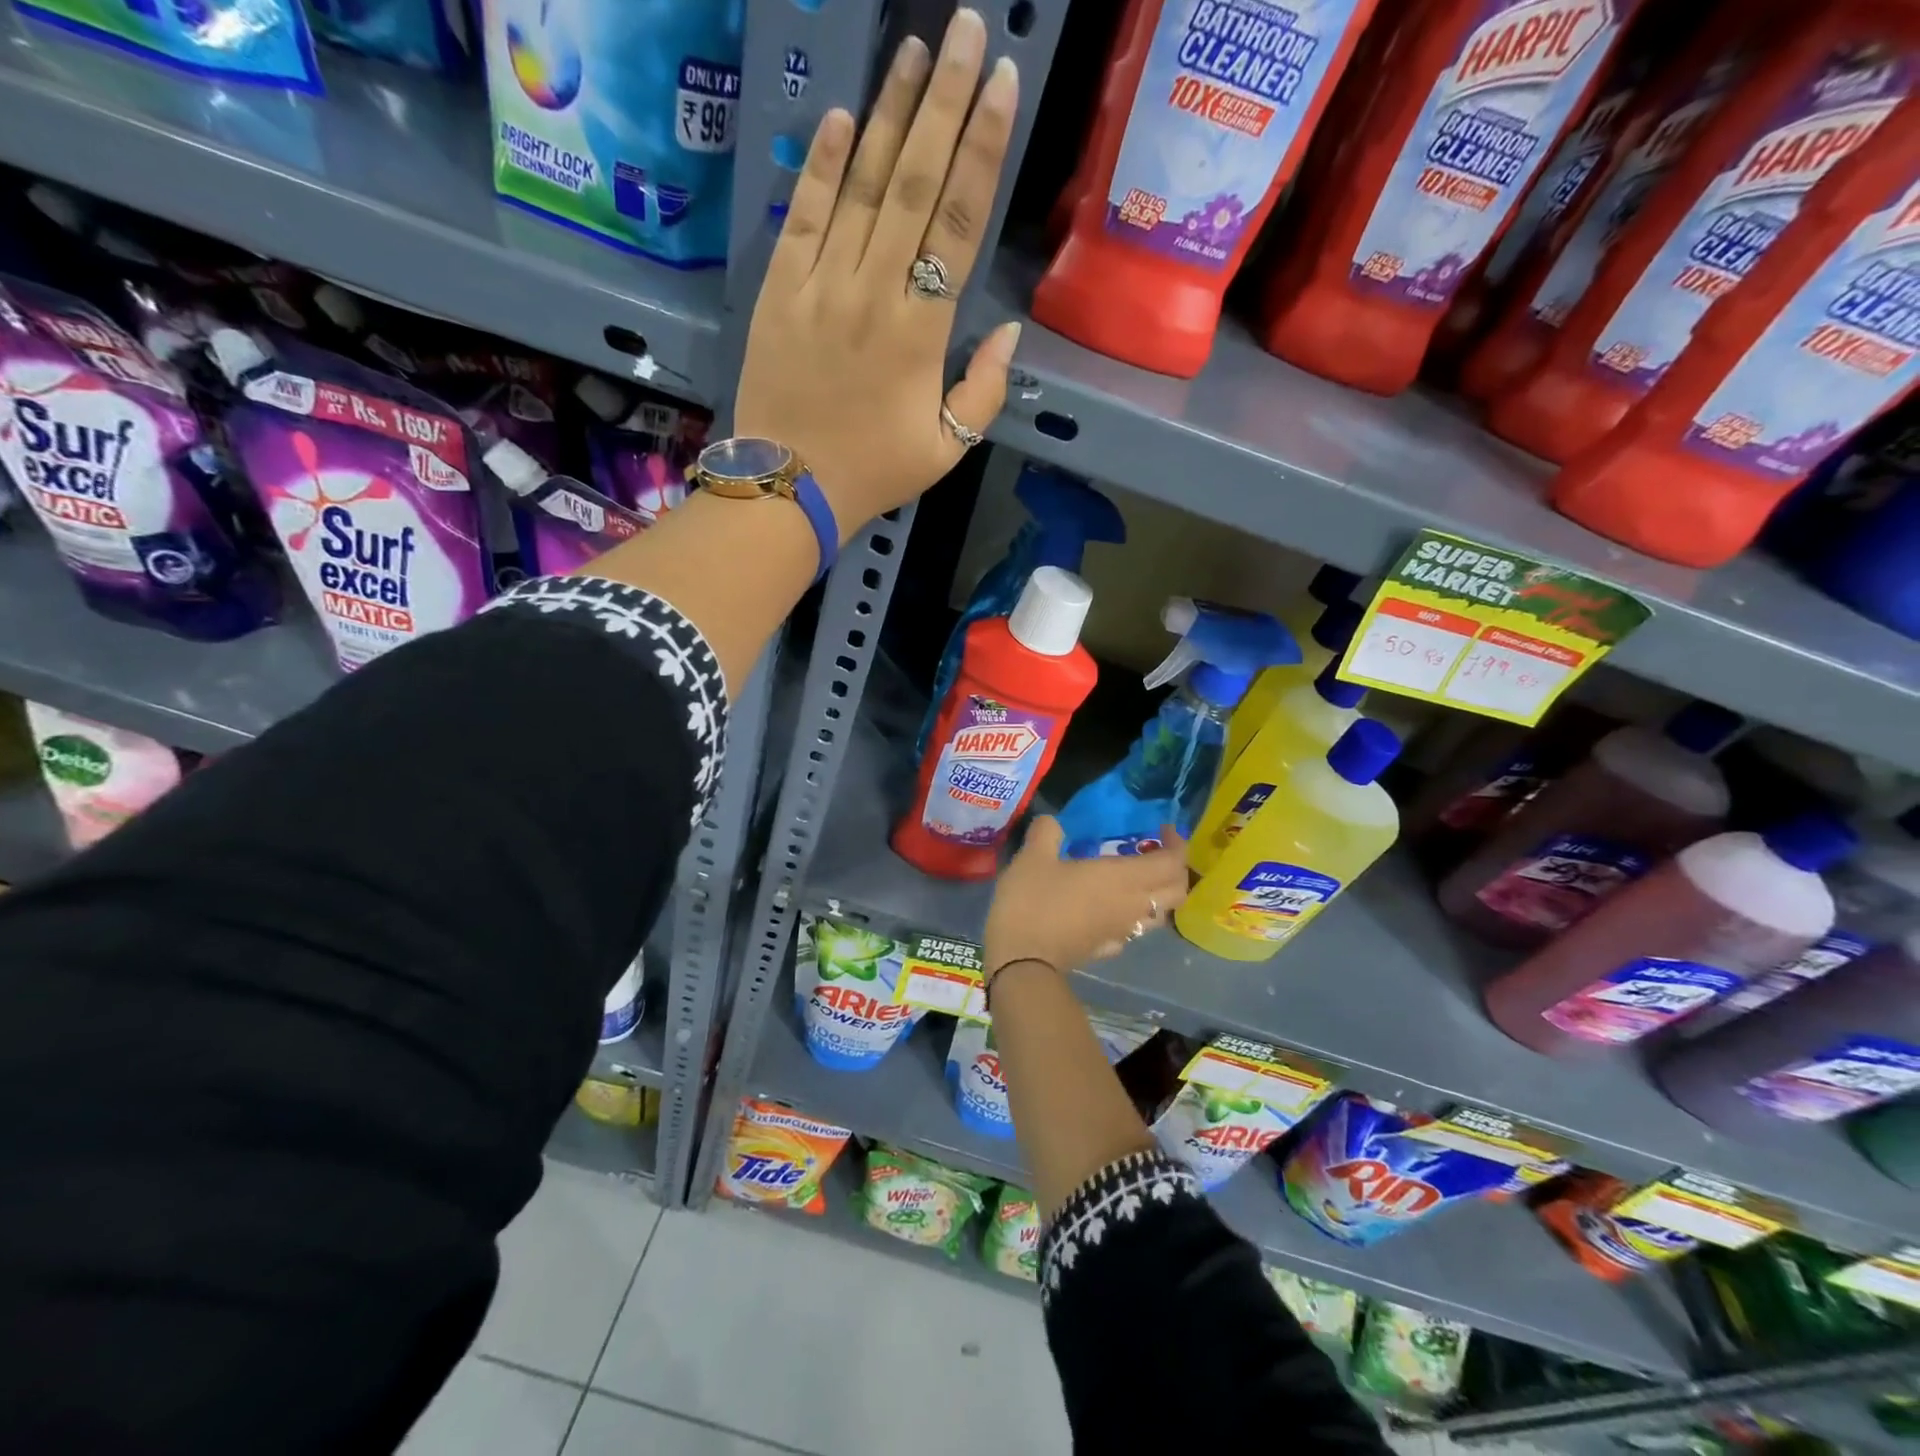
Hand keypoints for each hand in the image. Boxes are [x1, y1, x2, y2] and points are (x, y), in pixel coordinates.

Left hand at [733, 8, 1022, 537]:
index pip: (959, 223)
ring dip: (888, 113)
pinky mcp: (781, 288)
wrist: (791, 486)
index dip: (982, 148)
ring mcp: (822, 284)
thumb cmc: (875, 471)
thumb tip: (1010, 332)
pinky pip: (805, 214)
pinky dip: (823, 165)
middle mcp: (874, 291)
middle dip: (943, 101)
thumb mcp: (947, 449)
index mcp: (922, 332)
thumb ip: (983, 391)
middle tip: (963, 29)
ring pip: (861, 185)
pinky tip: (843, 117)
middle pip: (914, 182)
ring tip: (913, 50)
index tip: (1001, 84)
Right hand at [984, 818, 1190, 979]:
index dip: (1176, 845)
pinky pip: (1134, 930)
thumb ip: (1047, 832)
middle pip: (1177, 891)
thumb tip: (1052, 822)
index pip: (1172, 863)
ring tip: (1135, 880)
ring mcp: (1122, 932)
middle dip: (1176, 870)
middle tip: (1154, 854)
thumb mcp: (1032, 857)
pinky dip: (1134, 916)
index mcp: (1123, 878)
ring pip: (1160, 914)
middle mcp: (1132, 905)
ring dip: (1158, 895)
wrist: (1020, 962)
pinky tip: (1111, 909)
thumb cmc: (1032, 902)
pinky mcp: (1107, 949)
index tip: (1161, 830)